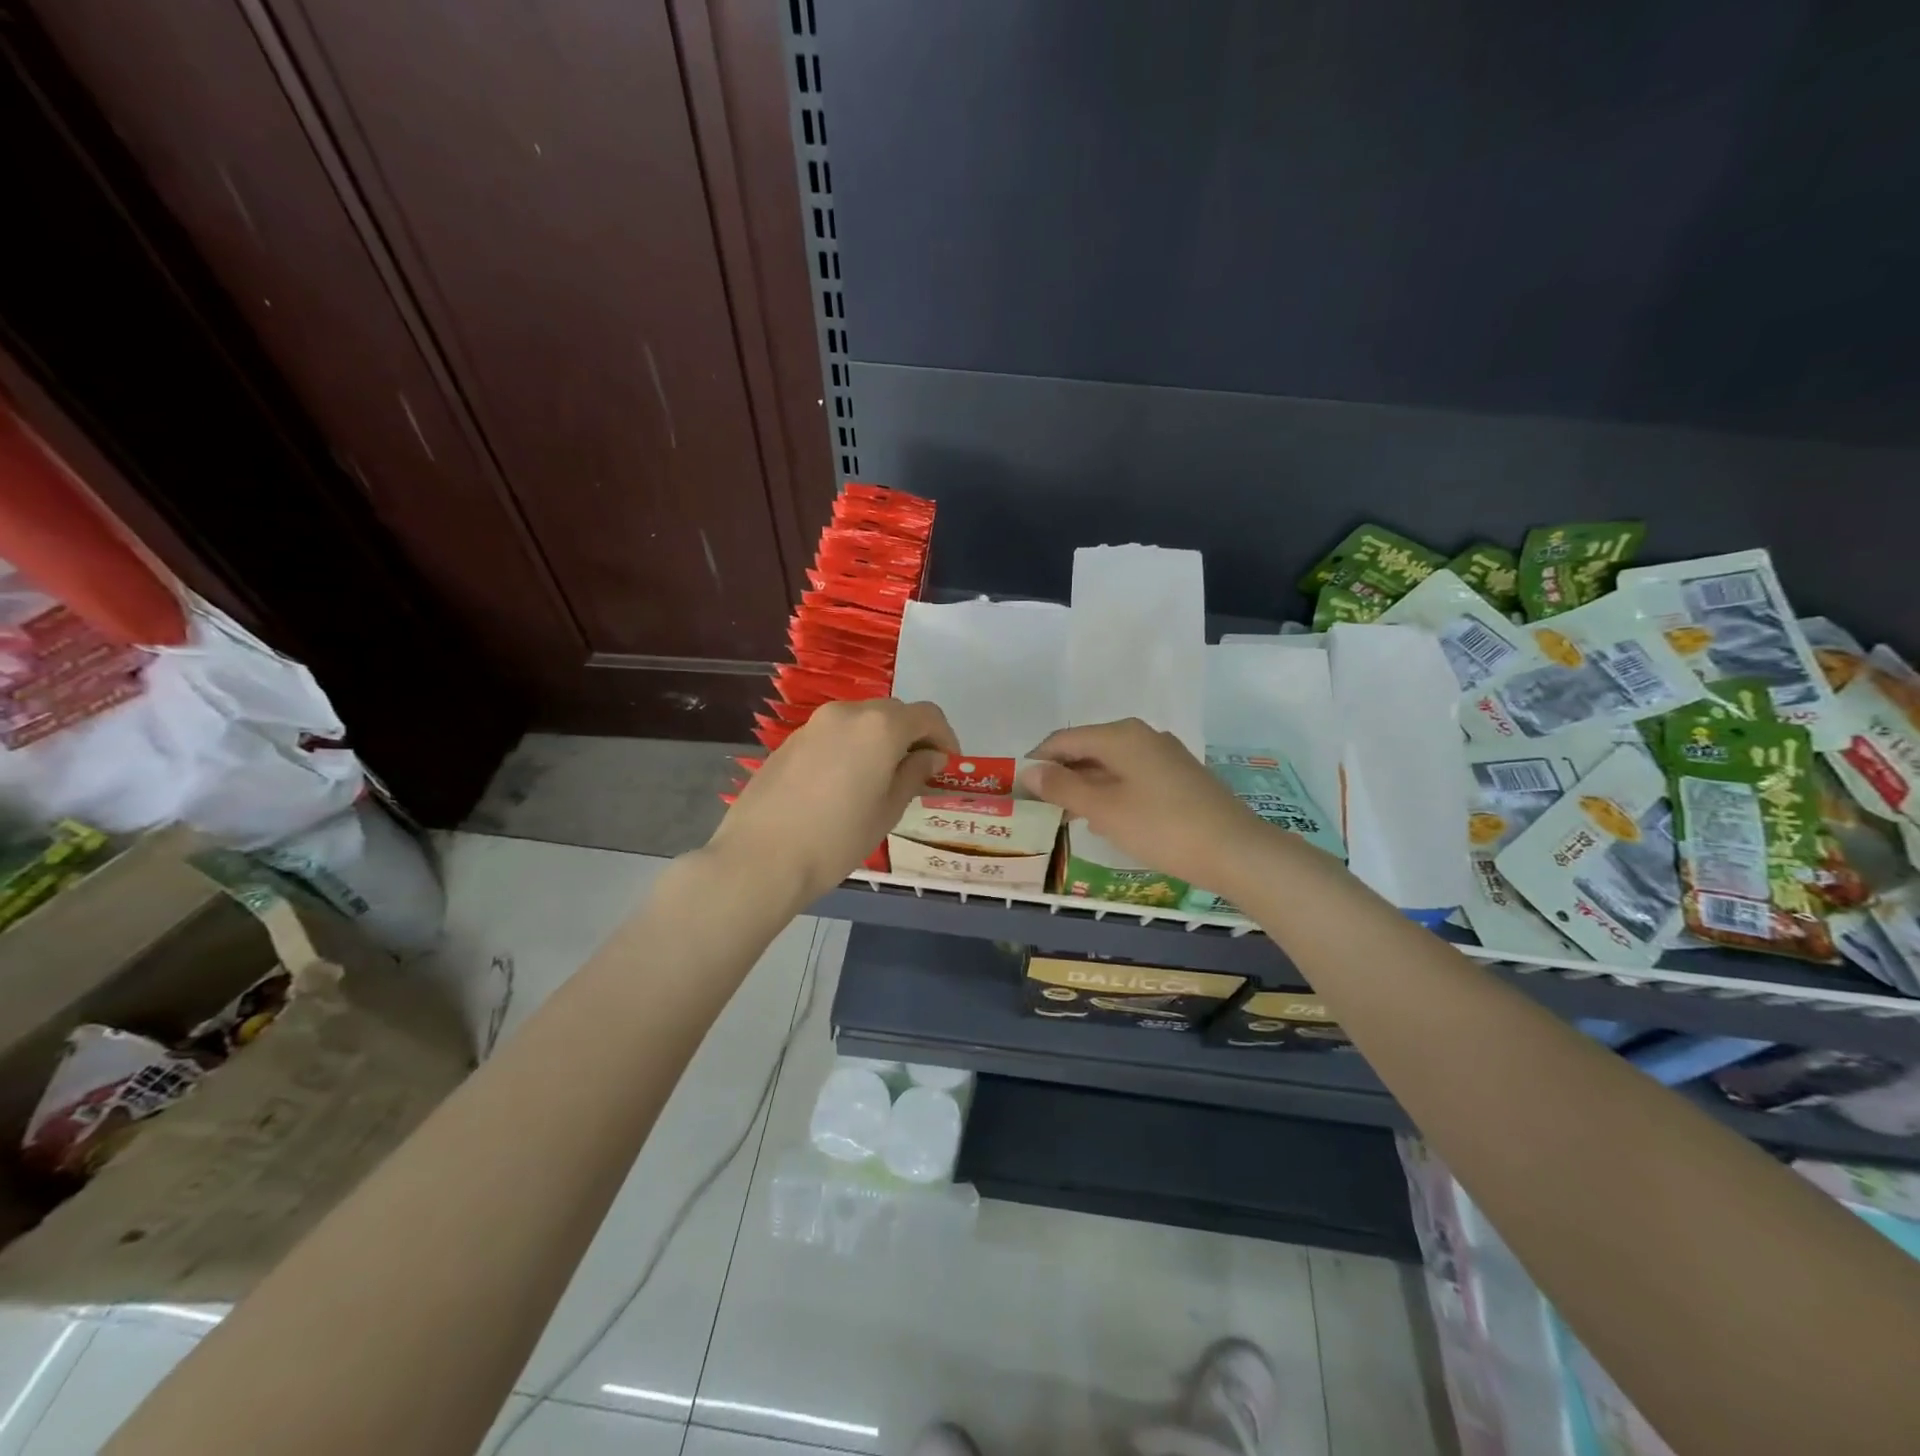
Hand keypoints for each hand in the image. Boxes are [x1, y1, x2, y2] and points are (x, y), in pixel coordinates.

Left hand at [706, 698, 957, 906]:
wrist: (761, 857)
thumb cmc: (837, 838)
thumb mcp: (888, 810)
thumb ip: (914, 774)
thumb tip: (930, 756)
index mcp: (880, 726)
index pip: (927, 715)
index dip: (945, 737)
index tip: (948, 764)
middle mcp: (848, 713)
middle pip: (893, 713)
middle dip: (913, 736)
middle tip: (919, 771)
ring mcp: (815, 724)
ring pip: (862, 720)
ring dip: (881, 740)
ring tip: (884, 778)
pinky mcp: (791, 741)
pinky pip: (835, 734)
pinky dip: (853, 747)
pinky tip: (847, 782)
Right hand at [1023, 719, 1275, 891]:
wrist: (1235, 850)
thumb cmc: (1161, 827)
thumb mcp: (1103, 809)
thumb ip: (1062, 786)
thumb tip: (1029, 770)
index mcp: (1120, 735)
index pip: (1064, 739)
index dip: (1037, 761)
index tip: (1018, 788)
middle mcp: (1142, 735)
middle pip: (1088, 749)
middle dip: (1061, 775)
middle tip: (1039, 807)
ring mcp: (1164, 755)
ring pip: (1110, 764)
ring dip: (1085, 786)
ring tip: (1066, 817)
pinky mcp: (1179, 776)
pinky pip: (1132, 776)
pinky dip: (1111, 792)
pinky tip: (1106, 819)